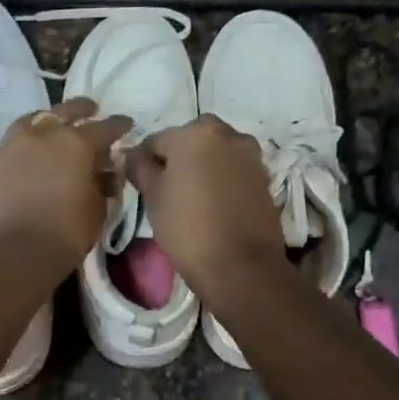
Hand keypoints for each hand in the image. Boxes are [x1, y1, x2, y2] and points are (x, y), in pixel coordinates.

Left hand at [0, 97, 132, 274]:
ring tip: (57, 125)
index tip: (126, 124)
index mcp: (77, 143)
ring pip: (37, 119)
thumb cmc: (65, 233)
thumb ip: (102, 184)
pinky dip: (29, 138)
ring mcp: (16, 143)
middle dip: (83, 110)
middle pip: (67, 111)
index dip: (119, 126)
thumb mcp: (97, 209)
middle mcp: (46, 134)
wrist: (13, 252)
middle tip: (92, 111)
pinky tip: (34, 148)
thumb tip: (104, 172)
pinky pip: (16, 138)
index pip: (105, 128)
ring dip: (51, 119)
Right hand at [126, 116, 285, 294]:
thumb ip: (140, 167)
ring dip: (202, 166)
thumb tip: (133, 155)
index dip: (144, 162)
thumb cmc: (187, 227)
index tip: (140, 184)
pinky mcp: (264, 178)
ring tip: (191, 197)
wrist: (241, 267)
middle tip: (166, 188)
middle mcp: (227, 134)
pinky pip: (233, 170)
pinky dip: (221, 179)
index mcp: (195, 133)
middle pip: (191, 140)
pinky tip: (213, 204)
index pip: (156, 140)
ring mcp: (250, 156)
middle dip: (177, 158)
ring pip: (215, 153)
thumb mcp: (152, 196)